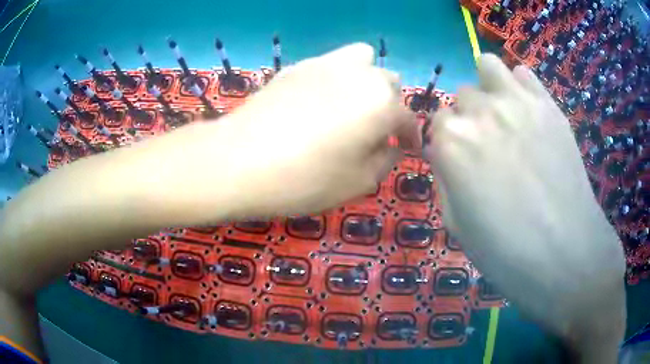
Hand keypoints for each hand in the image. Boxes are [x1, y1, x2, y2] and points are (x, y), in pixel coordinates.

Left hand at [207, 43, 416, 216]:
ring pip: (362, 61)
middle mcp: (360, 74)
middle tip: (376, 132)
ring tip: (352, 106)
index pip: (407, 119)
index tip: (408, 149)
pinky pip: (330, 64)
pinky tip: (318, 101)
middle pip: (389, 83)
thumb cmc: (305, 179)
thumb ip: (385, 160)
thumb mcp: (359, 182)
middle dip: (390, 107)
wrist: (239, 161)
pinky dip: (337, 78)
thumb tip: (391, 146)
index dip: (411, 137)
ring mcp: (326, 64)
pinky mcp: (297, 66)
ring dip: (367, 81)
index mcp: (382, 103)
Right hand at [425, 54, 624, 361]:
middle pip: (462, 97)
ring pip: (487, 66)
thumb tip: (447, 158)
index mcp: (452, 143)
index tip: (461, 164)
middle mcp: (479, 111)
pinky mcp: (548, 104)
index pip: (436, 124)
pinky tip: (528, 111)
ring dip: (489, 88)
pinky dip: (520, 86)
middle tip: (489, 148)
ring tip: (503, 115)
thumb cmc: (508, 253)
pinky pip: (523, 73)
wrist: (566, 256)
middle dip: (469, 119)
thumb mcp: (458, 227)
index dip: (448, 145)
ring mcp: (518, 101)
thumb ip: (445, 181)